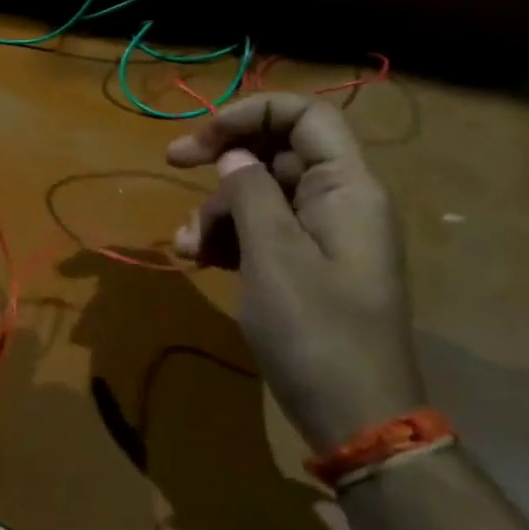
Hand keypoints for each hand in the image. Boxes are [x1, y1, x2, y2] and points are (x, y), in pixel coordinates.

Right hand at [166, 94, 424, 452]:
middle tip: (173, 163)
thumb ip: (249, 192)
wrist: (355, 418)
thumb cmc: (315, 331)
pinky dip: (228, 236)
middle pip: (276, 150)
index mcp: (346, 187)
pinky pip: (263, 228)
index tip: (202, 139)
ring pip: (261, 191)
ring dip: (217, 208)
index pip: (304, 114)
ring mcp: (322, 234)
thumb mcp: (272, 255)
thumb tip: (233, 155)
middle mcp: (338, 200)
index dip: (249, 112)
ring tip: (187, 246)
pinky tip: (199, 259)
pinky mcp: (306, 264)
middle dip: (223, 158)